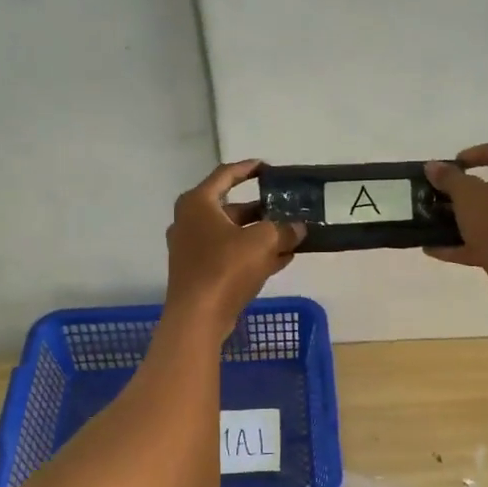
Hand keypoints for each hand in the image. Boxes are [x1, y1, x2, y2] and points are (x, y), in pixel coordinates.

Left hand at [165, 160, 304, 331]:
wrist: (197, 317)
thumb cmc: (225, 268)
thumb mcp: (263, 242)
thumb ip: (284, 230)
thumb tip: (298, 228)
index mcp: (198, 203)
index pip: (225, 175)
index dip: (248, 168)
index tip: (268, 168)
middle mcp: (189, 221)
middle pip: (230, 208)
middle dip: (261, 210)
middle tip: (286, 207)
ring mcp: (191, 248)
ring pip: (232, 234)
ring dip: (260, 235)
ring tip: (291, 235)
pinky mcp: (198, 272)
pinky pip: (229, 255)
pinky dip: (252, 254)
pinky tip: (281, 259)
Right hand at [424, 142, 487, 312]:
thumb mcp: (468, 195)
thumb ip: (449, 179)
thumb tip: (432, 167)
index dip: (480, 152)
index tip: (456, 163)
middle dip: (469, 194)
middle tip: (446, 198)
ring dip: (466, 222)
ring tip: (438, 224)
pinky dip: (467, 246)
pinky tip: (437, 250)